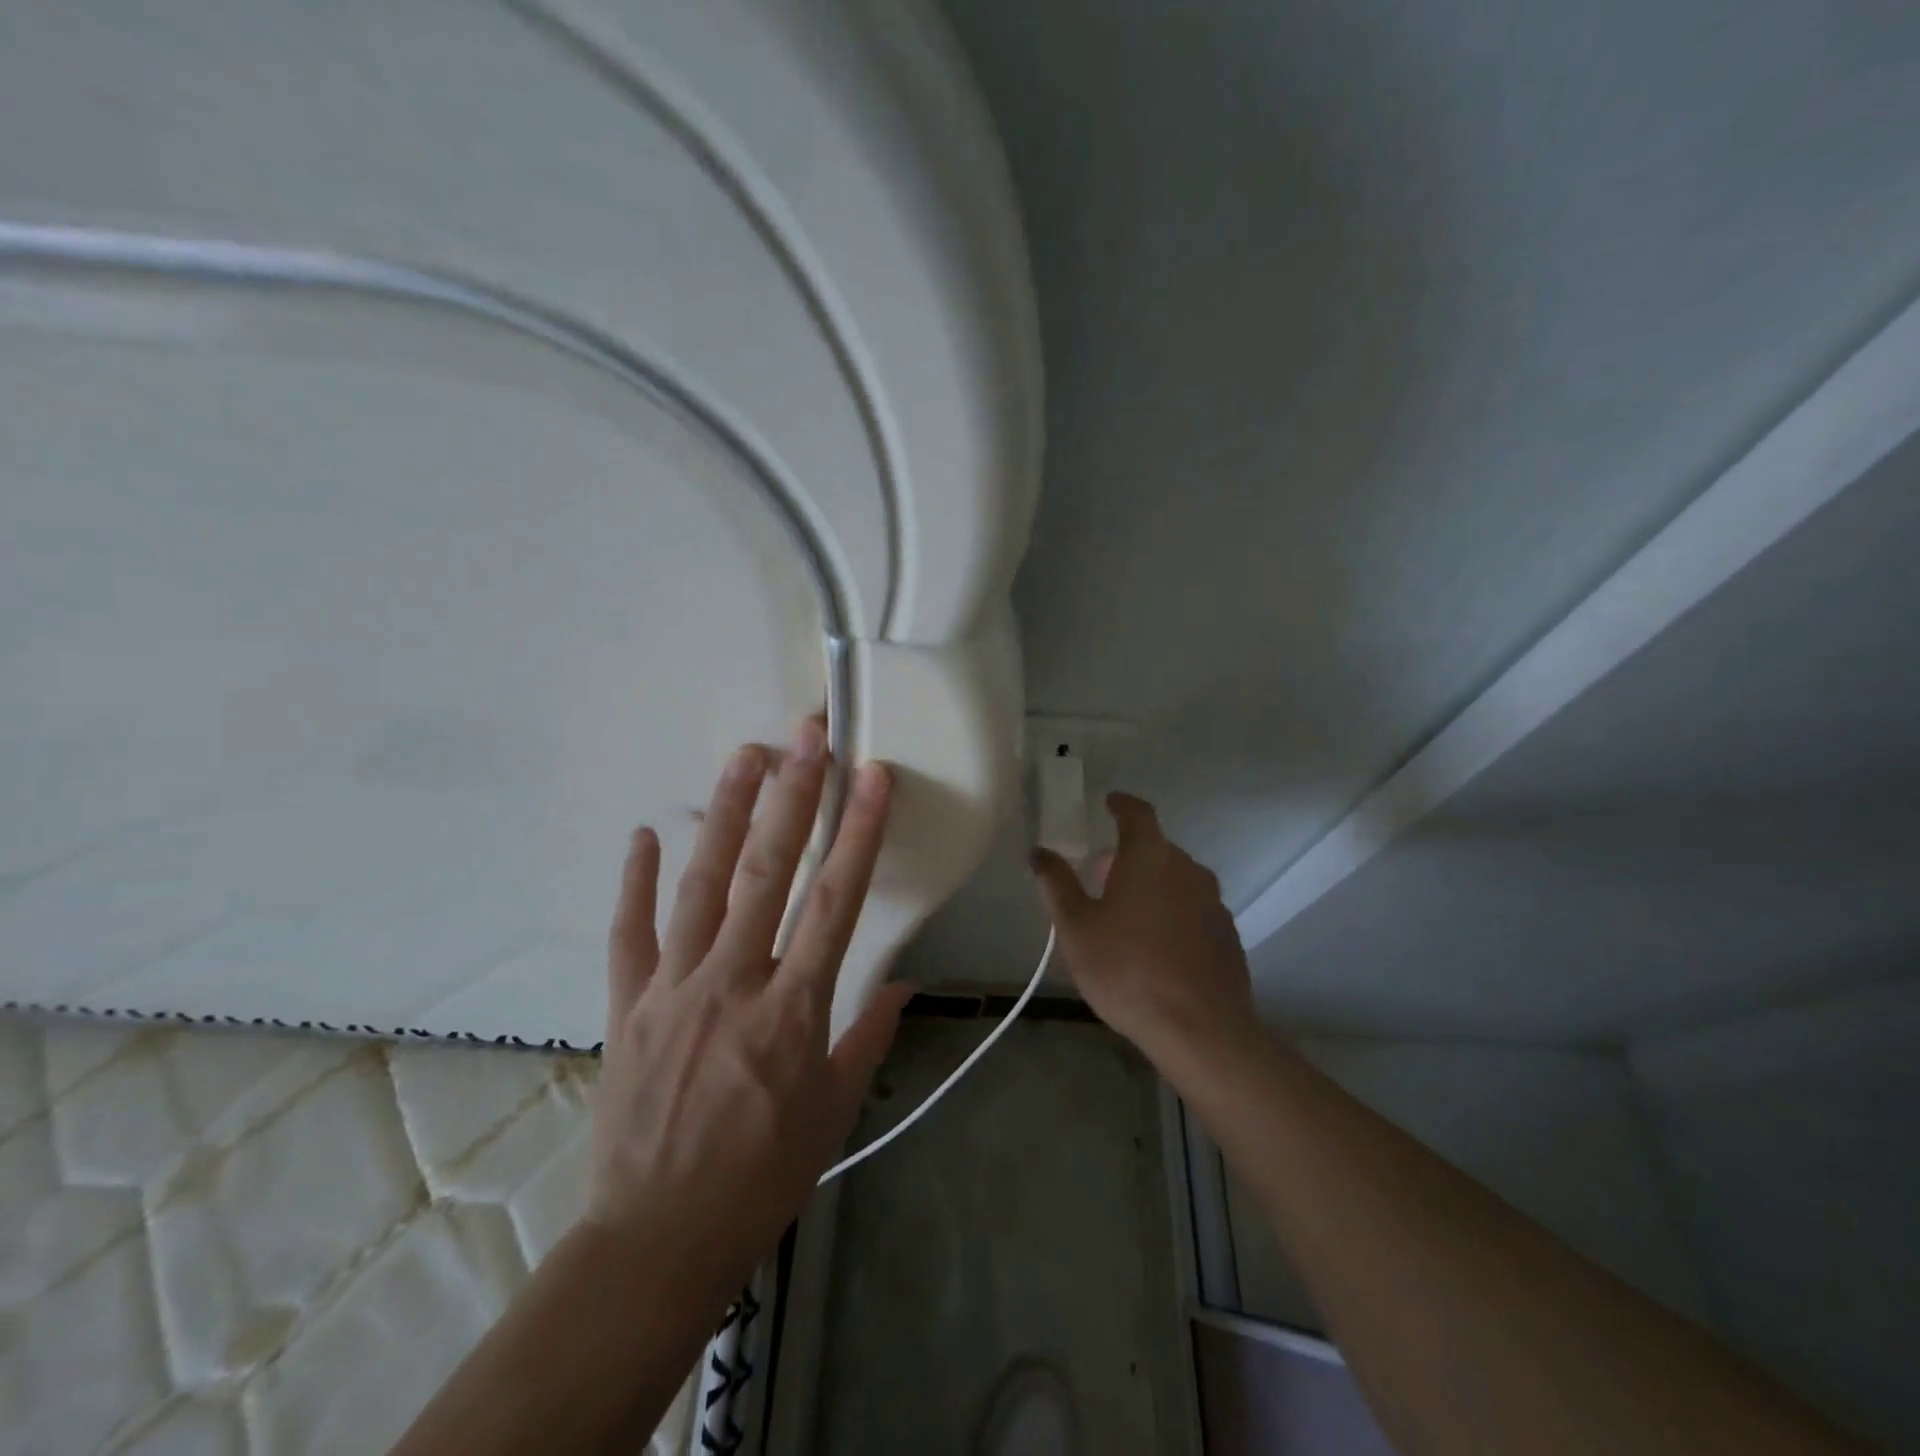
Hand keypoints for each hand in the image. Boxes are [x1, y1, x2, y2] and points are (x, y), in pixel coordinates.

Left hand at [585, 720, 912, 1293]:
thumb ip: (868, 1036)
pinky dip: (636, 881)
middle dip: (793, 796)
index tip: (873, 777)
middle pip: (767, 873)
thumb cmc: (762, 1176)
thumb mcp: (834, 1111)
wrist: (657, 1239)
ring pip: (701, 885)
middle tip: (806, 736)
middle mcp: (733, 982)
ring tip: (744, 755)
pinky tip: (646, 832)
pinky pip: (629, 933)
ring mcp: (673, 988)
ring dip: (726, 814)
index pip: (836, 902)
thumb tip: (903, 985)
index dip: (858, 832)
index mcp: (793, 1010)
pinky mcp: (627, 1005)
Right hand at [1030, 792, 1259, 1070]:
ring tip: (1127, 917)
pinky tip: (1158, 948)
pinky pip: (1193, 910)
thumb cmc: (1127, 970)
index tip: (1109, 802)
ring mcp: (1213, 902)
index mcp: (1150, 857)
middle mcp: (1188, 869)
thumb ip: (1057, 884)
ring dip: (1152, 886)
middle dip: (1128, 856)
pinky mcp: (1227, 934)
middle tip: (1101, 879)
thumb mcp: (1076, 929)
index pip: (1137, 813)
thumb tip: (1039, 852)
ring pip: (1177, 880)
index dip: (1121, 804)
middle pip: (1156, 849)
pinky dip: (1173, 914)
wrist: (1200, 1030)